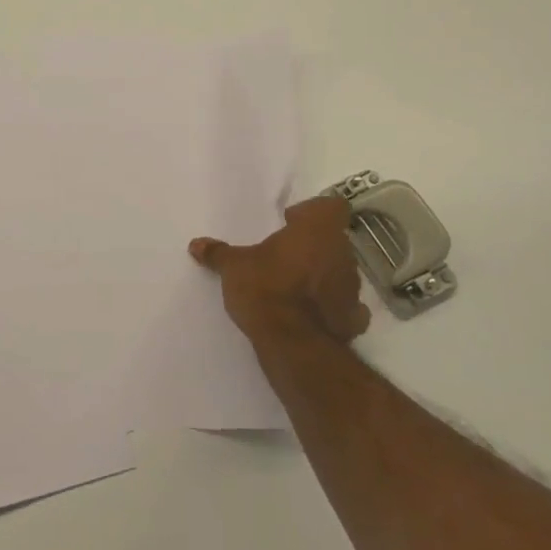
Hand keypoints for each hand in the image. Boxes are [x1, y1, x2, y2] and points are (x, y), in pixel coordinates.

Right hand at [190, 195, 371, 346]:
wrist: (293, 343)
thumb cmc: (265, 288)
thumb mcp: (234, 267)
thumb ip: (218, 253)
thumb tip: (195, 244)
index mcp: (317, 230)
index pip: (331, 206)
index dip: (313, 212)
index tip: (290, 222)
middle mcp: (341, 252)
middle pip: (335, 240)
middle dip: (315, 246)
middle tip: (288, 256)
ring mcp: (353, 287)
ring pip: (341, 271)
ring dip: (325, 276)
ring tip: (297, 287)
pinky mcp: (355, 319)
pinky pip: (348, 307)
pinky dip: (335, 308)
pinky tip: (314, 314)